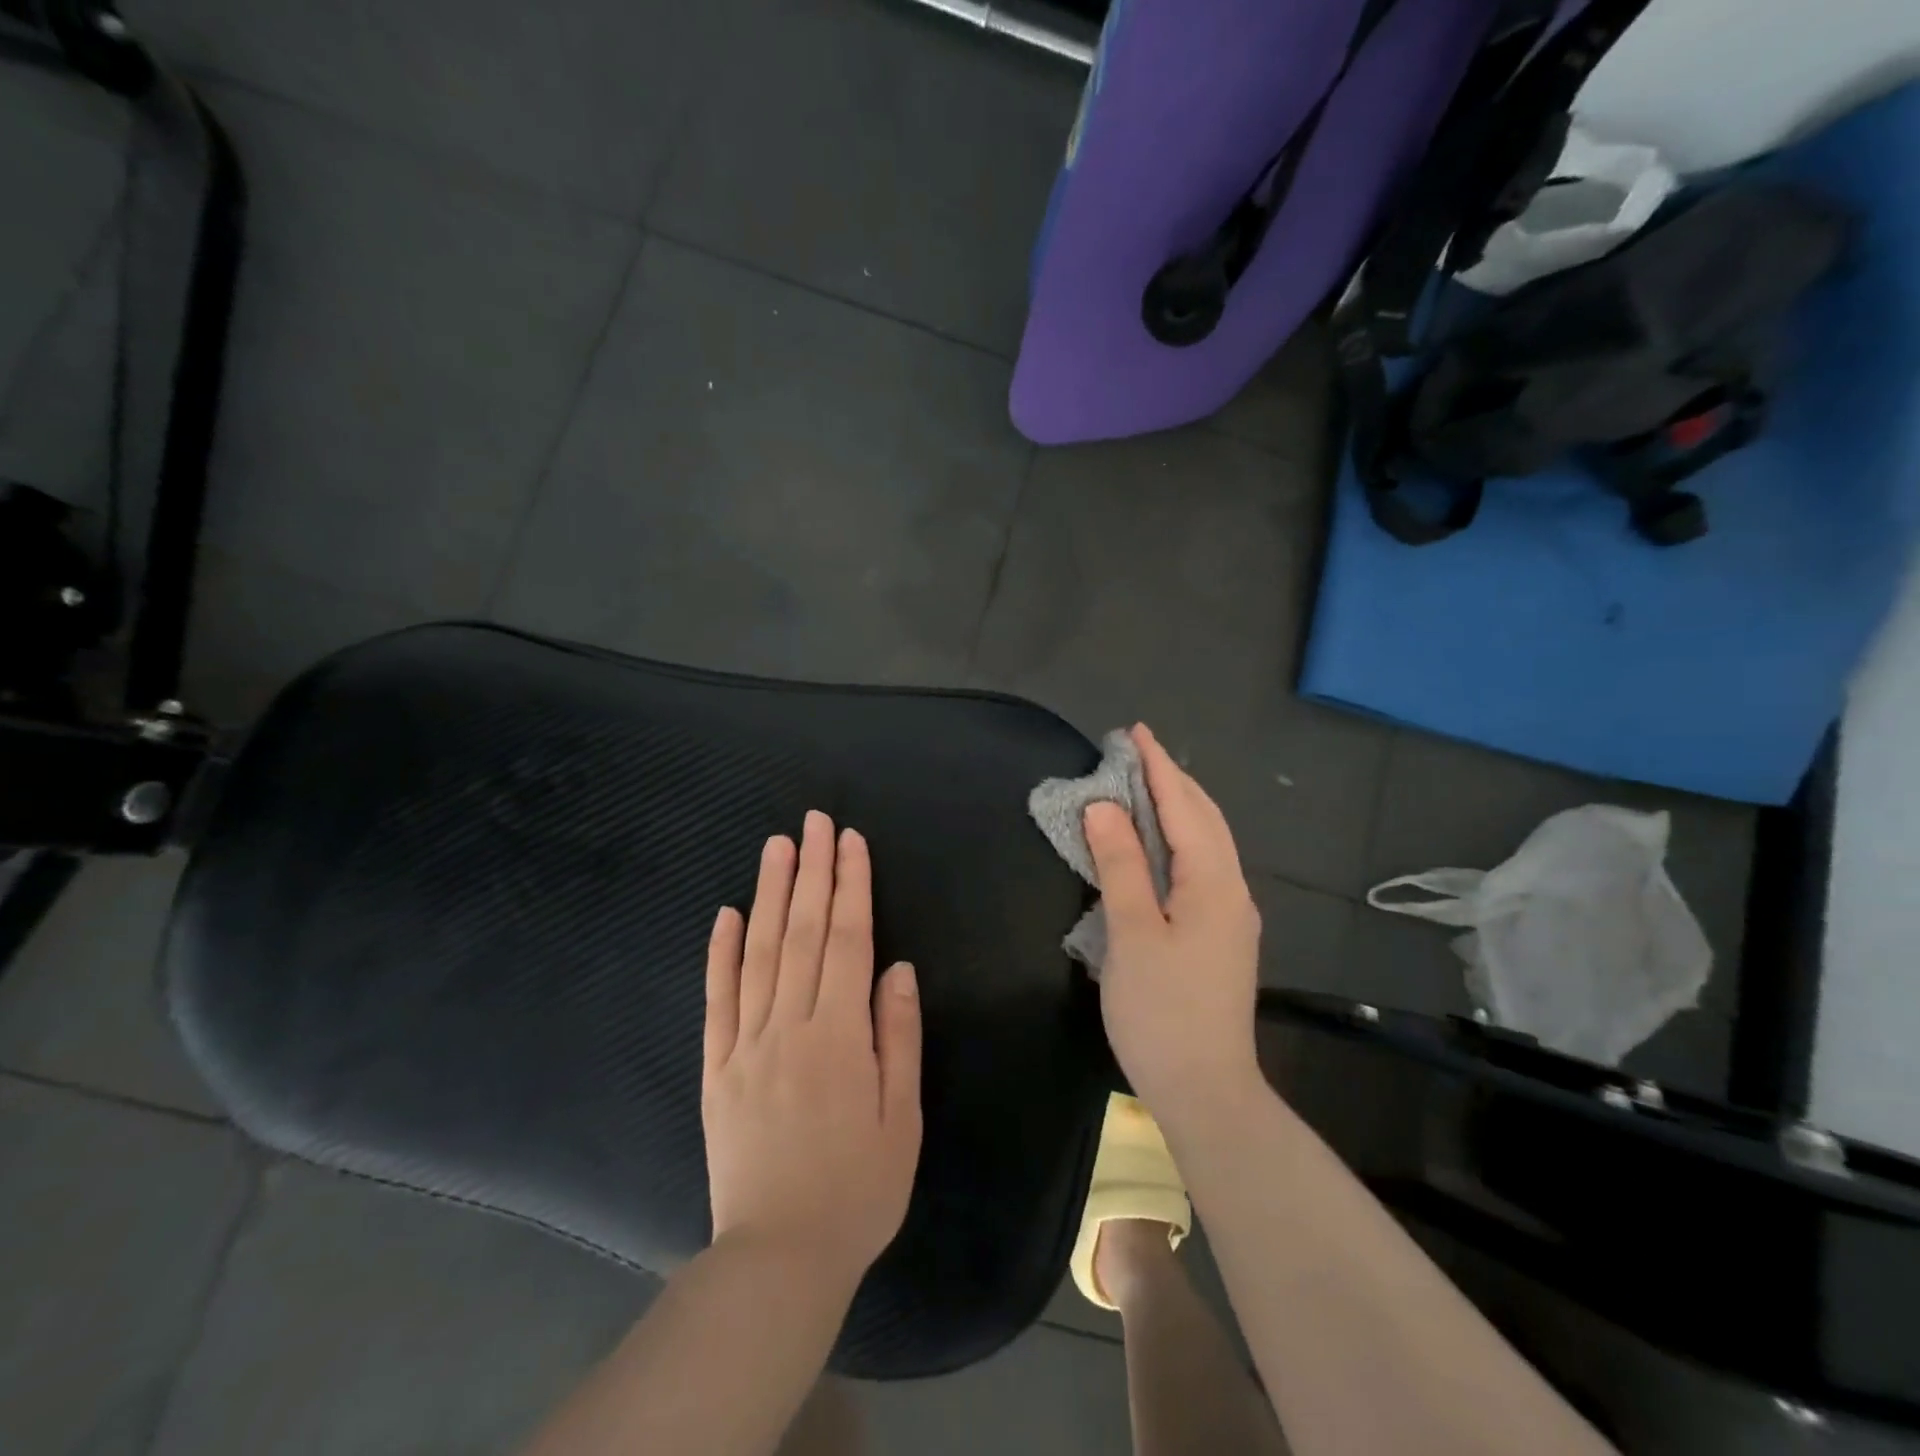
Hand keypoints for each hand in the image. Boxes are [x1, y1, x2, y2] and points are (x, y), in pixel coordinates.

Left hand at [702, 811, 922, 1289]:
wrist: (779, 1258)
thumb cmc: (858, 1189)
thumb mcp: (902, 1118)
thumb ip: (897, 1036)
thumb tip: (897, 968)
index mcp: (840, 1036)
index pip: (846, 941)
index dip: (850, 886)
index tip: (850, 842)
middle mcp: (790, 1026)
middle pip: (801, 933)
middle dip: (812, 871)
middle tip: (814, 822)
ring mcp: (746, 1044)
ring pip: (758, 953)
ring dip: (769, 894)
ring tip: (777, 847)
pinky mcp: (716, 1067)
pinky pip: (717, 1000)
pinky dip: (720, 953)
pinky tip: (726, 913)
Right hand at [1084, 724, 1263, 1129]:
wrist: (1207, 1090)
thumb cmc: (1162, 1010)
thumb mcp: (1133, 932)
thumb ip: (1120, 864)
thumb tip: (1103, 806)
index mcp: (1213, 882)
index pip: (1183, 807)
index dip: (1158, 768)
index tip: (1135, 732)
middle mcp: (1231, 889)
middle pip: (1204, 818)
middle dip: (1172, 780)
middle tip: (1136, 752)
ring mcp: (1230, 914)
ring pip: (1206, 842)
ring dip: (1178, 807)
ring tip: (1146, 785)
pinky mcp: (1221, 935)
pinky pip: (1202, 865)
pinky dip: (1179, 838)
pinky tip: (1160, 844)